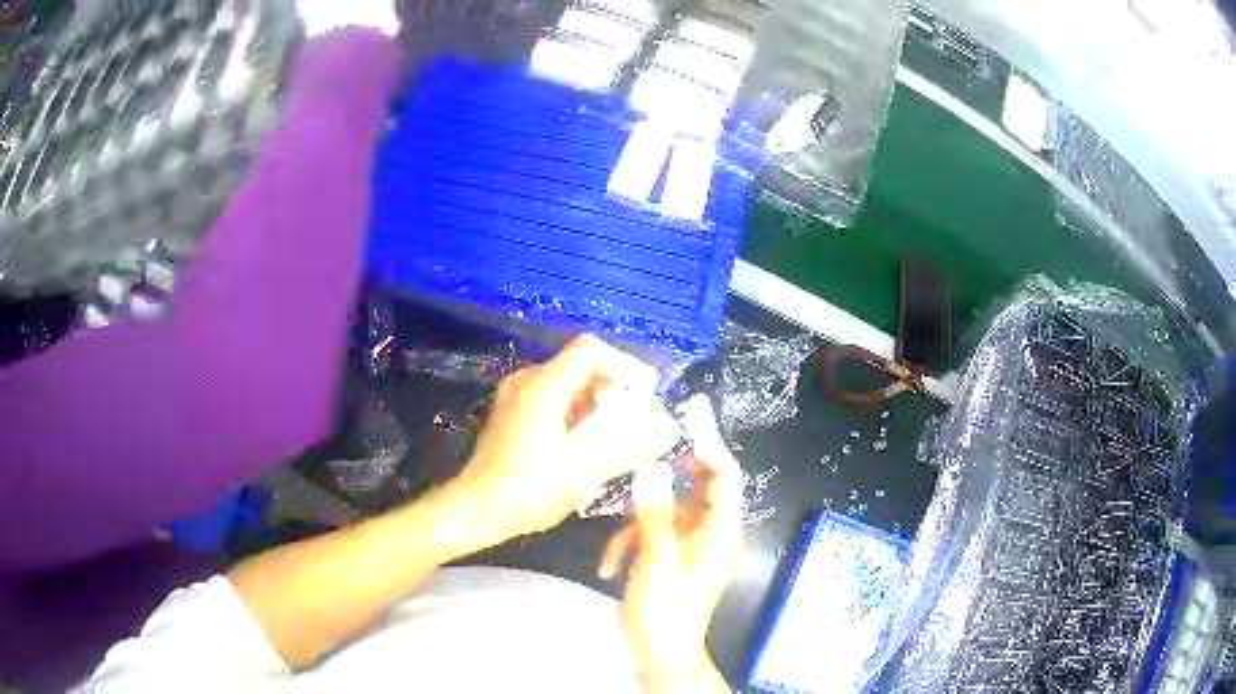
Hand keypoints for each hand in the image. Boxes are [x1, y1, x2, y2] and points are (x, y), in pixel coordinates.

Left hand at [448, 335, 659, 543]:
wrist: (478, 509)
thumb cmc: (529, 488)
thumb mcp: (583, 469)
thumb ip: (626, 446)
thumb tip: (662, 434)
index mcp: (544, 386)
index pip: (590, 349)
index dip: (623, 364)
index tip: (643, 392)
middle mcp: (526, 382)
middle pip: (579, 365)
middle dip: (612, 387)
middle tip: (633, 417)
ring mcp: (515, 397)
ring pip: (565, 383)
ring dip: (594, 401)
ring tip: (614, 433)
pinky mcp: (511, 415)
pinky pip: (551, 399)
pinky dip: (575, 412)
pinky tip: (586, 443)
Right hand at [601, 396, 742, 692]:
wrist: (662, 654)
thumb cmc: (666, 610)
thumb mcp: (658, 560)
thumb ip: (655, 513)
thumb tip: (653, 468)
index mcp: (719, 532)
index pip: (726, 477)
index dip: (712, 444)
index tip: (692, 415)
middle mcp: (711, 534)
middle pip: (698, 489)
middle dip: (671, 475)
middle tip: (647, 450)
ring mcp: (691, 548)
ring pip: (668, 512)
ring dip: (639, 521)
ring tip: (614, 542)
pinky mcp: (672, 559)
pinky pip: (654, 537)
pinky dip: (632, 544)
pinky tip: (609, 568)